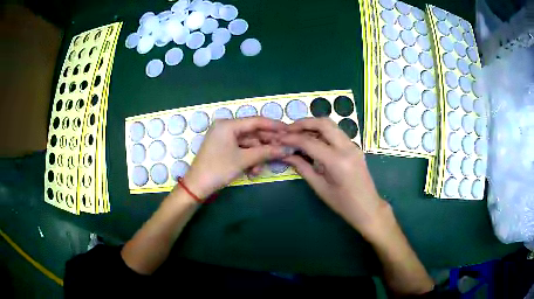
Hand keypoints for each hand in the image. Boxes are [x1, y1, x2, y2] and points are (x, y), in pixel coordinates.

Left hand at [182, 117, 289, 198]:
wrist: (197, 186)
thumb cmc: (218, 169)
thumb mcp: (243, 160)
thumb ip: (266, 152)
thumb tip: (287, 149)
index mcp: (228, 124)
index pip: (256, 121)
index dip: (274, 126)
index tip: (289, 130)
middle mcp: (225, 127)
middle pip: (253, 133)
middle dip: (265, 146)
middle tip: (281, 152)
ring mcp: (224, 137)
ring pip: (248, 144)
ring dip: (256, 156)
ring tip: (258, 170)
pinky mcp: (223, 147)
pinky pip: (241, 149)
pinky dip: (248, 159)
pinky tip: (252, 171)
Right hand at [280, 118, 388, 237]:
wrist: (368, 208)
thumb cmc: (343, 204)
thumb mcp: (320, 188)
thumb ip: (302, 168)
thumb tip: (285, 154)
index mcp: (337, 161)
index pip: (310, 142)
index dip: (292, 138)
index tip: (279, 138)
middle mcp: (347, 148)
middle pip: (323, 123)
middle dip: (303, 123)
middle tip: (288, 130)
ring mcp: (353, 145)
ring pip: (331, 125)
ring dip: (313, 125)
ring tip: (297, 133)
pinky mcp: (355, 147)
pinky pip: (336, 133)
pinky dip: (322, 132)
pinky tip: (312, 140)